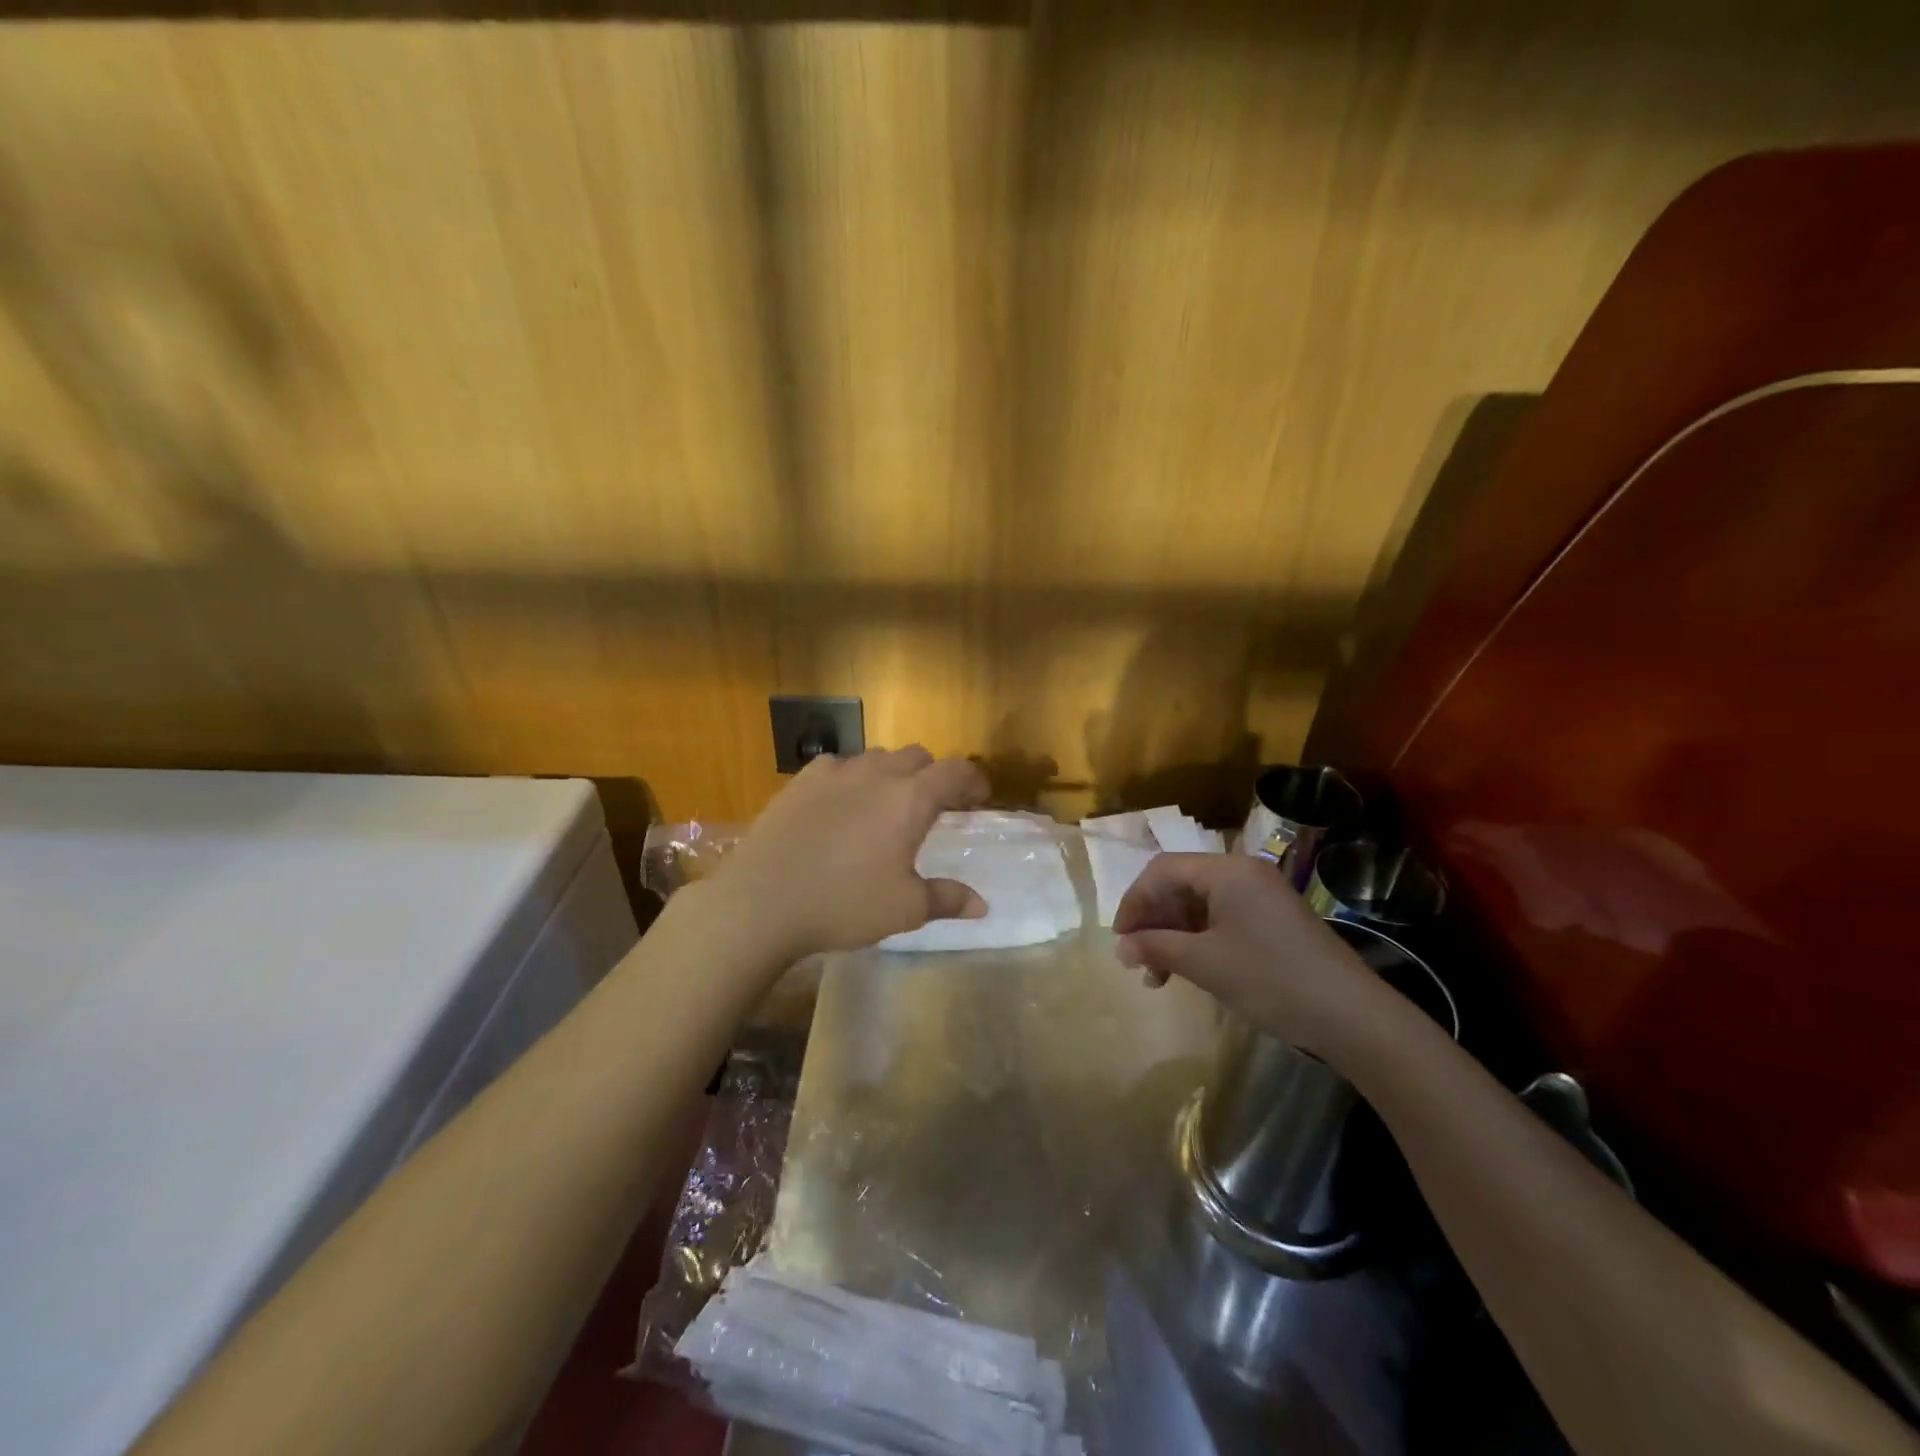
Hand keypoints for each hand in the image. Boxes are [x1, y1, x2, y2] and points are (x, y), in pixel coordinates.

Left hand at [715, 747, 991, 960]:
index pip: (955, 771)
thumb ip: (947, 899)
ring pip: (877, 758)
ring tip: (888, 805)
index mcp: (910, 799)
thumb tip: (982, 906)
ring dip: (893, 774)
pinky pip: (838, 766)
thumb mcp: (904, 908)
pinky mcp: (801, 781)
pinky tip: (842, 804)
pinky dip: (852, 778)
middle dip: (933, 775)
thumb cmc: (843, 904)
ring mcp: (835, 773)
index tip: (979, 798)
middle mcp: (876, 774)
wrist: (762, 900)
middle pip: (917, 756)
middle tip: (935, 806)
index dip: (973, 780)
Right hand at [1113, 853, 1397, 1059]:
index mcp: (1227, 870)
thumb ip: (1156, 947)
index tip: (1120, 939)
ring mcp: (1262, 897)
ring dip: (1174, 936)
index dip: (1134, 902)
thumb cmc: (1270, 979)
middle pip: (1181, 886)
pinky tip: (1189, 971)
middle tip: (1138, 962)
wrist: (1352, 1016)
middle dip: (1154, 922)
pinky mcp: (1274, 921)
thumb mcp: (1204, 963)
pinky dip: (1199, 941)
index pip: (1162, 870)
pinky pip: (1222, 920)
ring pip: (1200, 906)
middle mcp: (1244, 873)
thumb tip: (1122, 948)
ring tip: (1159, 977)